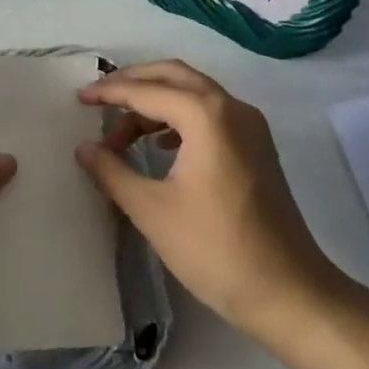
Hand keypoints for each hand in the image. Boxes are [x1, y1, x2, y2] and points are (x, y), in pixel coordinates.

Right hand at [76, 60, 350, 342]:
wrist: (289, 292)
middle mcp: (232, 108)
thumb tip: (83, 148)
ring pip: (194, 93)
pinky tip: (160, 147)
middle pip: (174, 76)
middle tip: (99, 99)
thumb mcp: (151, 210)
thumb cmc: (215, 248)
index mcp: (206, 115)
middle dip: (134, 82)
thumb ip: (112, 171)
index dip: (109, 93)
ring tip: (122, 136)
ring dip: (156, 103)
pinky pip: (211, 113)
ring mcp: (250, 126)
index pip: (147, 91)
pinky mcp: (257, 147)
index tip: (79, 99)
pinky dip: (179, 118)